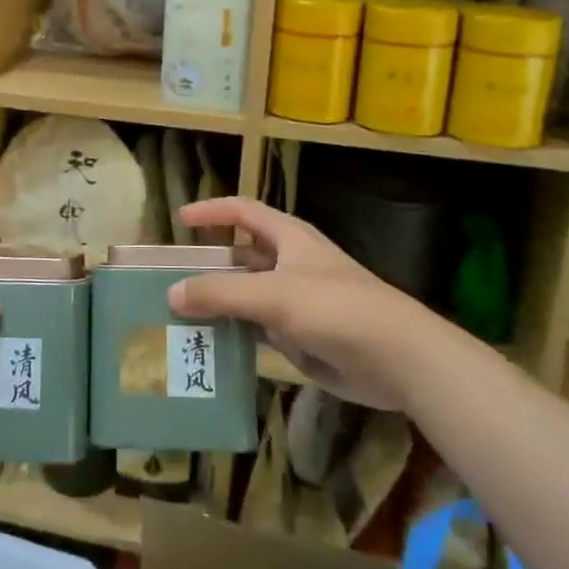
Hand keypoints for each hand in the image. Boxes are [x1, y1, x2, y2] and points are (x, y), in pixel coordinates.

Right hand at [168, 197, 447, 409]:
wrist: (397, 357)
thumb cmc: (335, 308)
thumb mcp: (273, 295)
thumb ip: (220, 292)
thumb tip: (172, 292)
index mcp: (288, 238)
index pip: (242, 211)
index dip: (211, 211)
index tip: (179, 221)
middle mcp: (290, 263)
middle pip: (242, 255)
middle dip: (209, 264)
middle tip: (171, 279)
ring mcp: (297, 301)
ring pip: (248, 295)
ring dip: (220, 303)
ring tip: (180, 316)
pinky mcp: (303, 335)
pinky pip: (260, 329)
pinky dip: (237, 334)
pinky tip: (212, 347)